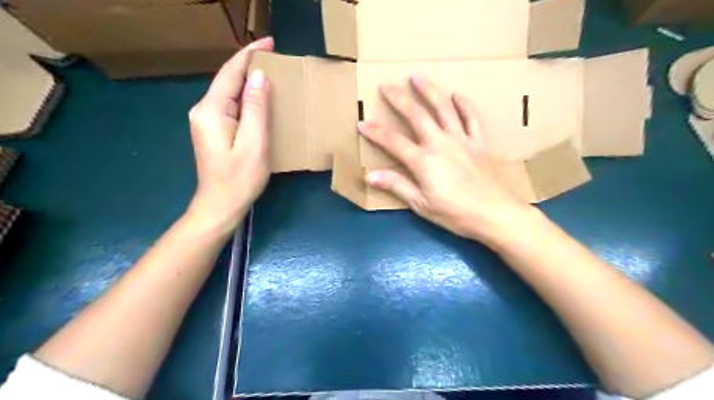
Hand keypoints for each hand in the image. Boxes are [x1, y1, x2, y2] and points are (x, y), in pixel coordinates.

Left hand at [184, 35, 273, 234]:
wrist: (220, 205)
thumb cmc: (240, 178)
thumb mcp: (254, 143)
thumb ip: (255, 108)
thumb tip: (259, 76)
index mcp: (211, 110)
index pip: (230, 73)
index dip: (249, 55)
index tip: (270, 42)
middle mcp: (203, 110)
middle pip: (227, 80)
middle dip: (249, 65)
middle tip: (275, 57)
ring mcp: (206, 121)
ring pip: (229, 92)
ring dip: (248, 81)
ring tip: (272, 73)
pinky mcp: (213, 130)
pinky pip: (231, 105)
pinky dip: (246, 97)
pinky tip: (260, 97)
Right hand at [361, 73, 538, 245]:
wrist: (495, 214)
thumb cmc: (455, 214)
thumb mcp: (421, 204)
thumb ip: (397, 186)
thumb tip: (370, 175)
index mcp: (423, 161)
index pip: (393, 141)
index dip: (375, 132)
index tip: (361, 123)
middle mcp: (440, 143)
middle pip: (416, 115)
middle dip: (399, 99)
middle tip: (387, 85)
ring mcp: (462, 140)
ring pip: (443, 108)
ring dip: (429, 91)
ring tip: (417, 76)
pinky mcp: (480, 142)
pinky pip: (472, 118)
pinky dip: (465, 105)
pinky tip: (457, 95)